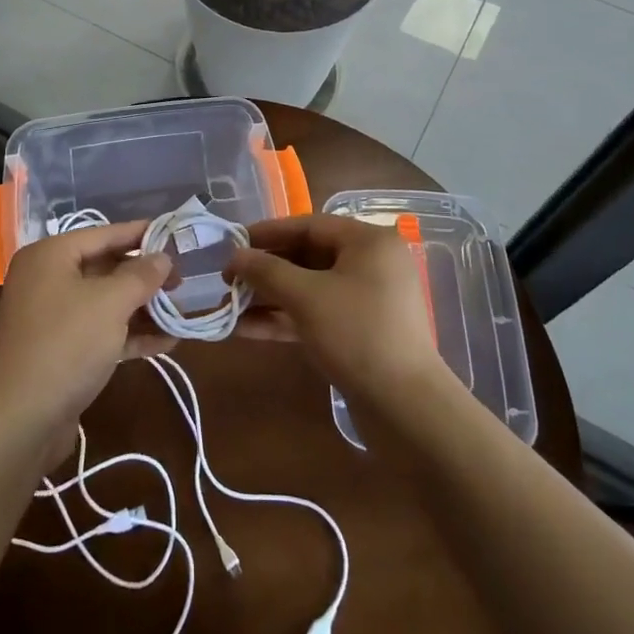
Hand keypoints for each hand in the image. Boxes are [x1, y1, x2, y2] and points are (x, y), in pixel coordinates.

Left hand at [0, 221, 175, 453]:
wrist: (22, 419)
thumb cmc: (67, 344)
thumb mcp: (111, 302)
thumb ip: (141, 275)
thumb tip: (163, 257)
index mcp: (50, 256)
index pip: (104, 234)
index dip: (141, 234)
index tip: (175, 234)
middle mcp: (47, 280)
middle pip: (105, 268)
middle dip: (145, 277)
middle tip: (182, 281)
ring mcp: (52, 317)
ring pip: (105, 302)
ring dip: (142, 308)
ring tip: (180, 312)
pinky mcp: (60, 350)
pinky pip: (100, 331)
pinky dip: (129, 334)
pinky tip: (167, 342)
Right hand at [226, 214, 448, 410]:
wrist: (406, 408)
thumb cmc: (357, 334)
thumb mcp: (306, 297)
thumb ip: (266, 271)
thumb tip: (234, 255)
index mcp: (369, 242)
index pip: (309, 225)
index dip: (267, 233)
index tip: (233, 243)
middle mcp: (371, 264)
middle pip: (308, 256)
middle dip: (265, 270)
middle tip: (228, 279)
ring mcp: (367, 300)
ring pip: (309, 288)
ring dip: (269, 297)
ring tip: (228, 306)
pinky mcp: (360, 331)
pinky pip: (317, 314)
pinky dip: (285, 319)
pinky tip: (246, 329)